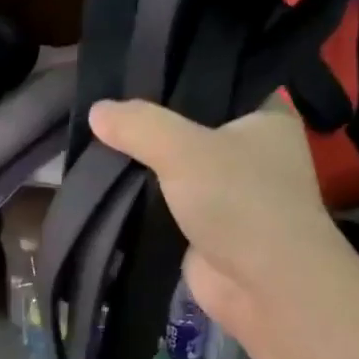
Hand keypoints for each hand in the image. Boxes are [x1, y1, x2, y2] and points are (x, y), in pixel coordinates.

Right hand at [87, 96, 343, 333]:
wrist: (265, 288)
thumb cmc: (240, 202)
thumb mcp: (185, 150)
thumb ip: (139, 126)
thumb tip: (96, 110)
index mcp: (265, 118)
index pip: (214, 85)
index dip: (173, 78)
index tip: (128, 71)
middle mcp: (252, 151)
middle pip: (190, 128)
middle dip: (150, 126)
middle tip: (101, 106)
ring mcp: (231, 193)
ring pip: (177, 169)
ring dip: (144, 165)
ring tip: (93, 140)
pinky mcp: (209, 228)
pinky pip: (168, 204)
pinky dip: (144, 200)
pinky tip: (106, 182)